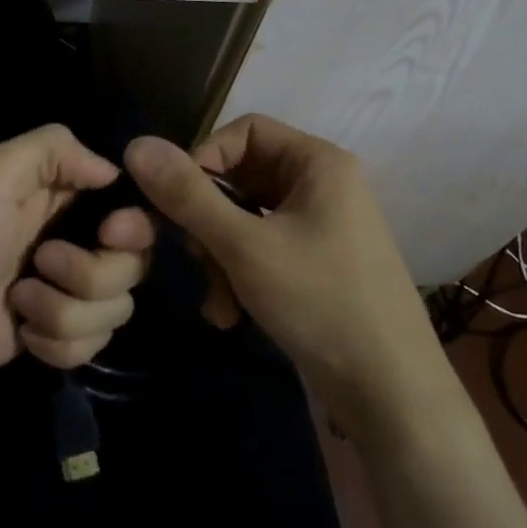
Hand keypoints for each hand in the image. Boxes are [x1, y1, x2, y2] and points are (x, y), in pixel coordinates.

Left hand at [0, 124, 153, 389]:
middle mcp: (75, 238)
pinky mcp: (59, 333)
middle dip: (92, 273)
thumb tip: (113, 171)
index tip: (109, 234)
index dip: (132, 223)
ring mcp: (68, 291)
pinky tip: (24, 335)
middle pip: (133, 261)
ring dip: (66, 311)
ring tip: (19, 303)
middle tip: (41, 264)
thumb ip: (52, 149)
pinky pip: (95, 344)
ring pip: (117, 307)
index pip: (131, 204)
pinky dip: (60, 344)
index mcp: (62, 194)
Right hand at [124, 115, 439, 433]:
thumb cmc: (321, 303)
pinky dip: (239, 277)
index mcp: (316, 162)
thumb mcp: (244, 247)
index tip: (174, 203)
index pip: (242, 132)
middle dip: (207, 223)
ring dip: (218, 258)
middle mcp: (319, 184)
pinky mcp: (313, 263)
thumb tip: (136, 144)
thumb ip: (188, 195)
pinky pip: (260, 250)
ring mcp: (318, 226)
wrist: (391, 395)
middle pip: (239, 178)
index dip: (201, 160)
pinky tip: (230, 316)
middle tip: (194, 260)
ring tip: (218, 303)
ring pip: (243, 220)